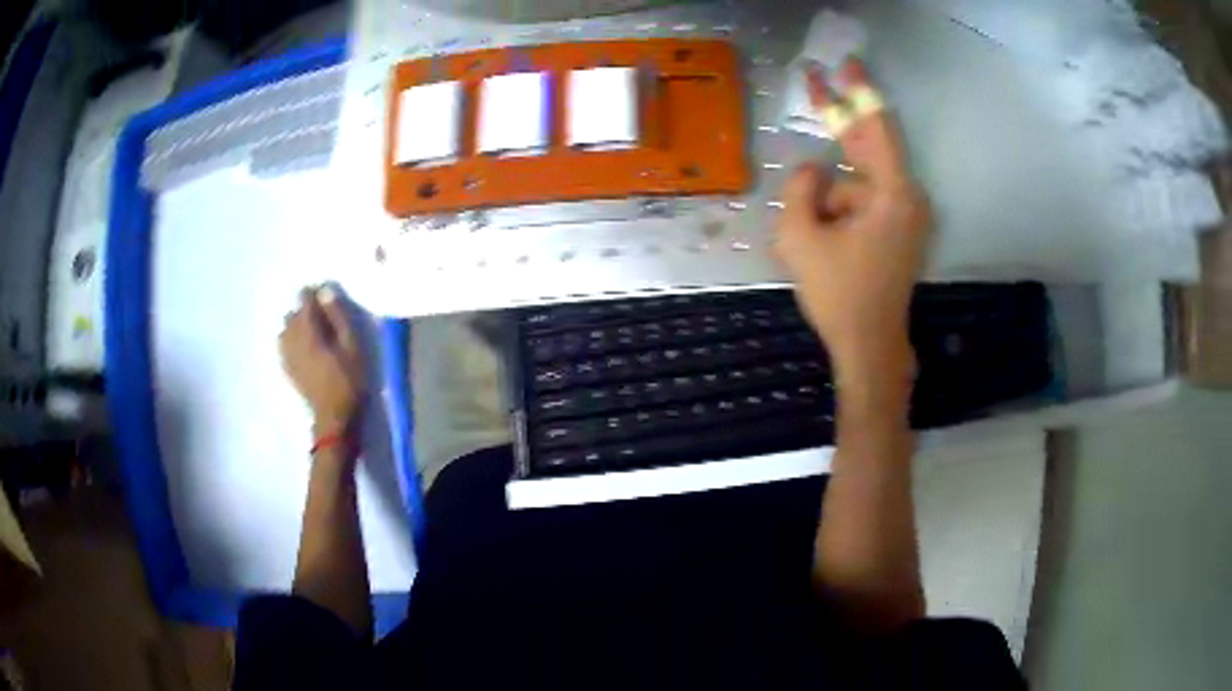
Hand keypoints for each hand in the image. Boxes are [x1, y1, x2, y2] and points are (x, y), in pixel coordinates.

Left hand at [280, 286, 364, 432]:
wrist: (333, 418)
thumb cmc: (348, 380)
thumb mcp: (352, 346)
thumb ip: (338, 317)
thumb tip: (326, 292)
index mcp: (309, 331)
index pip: (304, 300)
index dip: (314, 294)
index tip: (325, 297)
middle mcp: (293, 339)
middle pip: (293, 313)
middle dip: (305, 310)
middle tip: (323, 317)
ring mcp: (287, 355)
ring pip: (285, 328)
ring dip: (297, 325)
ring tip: (312, 332)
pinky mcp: (287, 368)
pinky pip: (283, 344)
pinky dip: (291, 339)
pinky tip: (303, 346)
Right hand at [775, 58, 930, 379]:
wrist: (869, 347)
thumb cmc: (839, 294)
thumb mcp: (801, 237)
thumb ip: (800, 188)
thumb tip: (813, 170)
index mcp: (892, 194)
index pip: (877, 126)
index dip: (858, 91)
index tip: (845, 62)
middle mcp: (908, 198)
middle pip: (869, 146)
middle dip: (839, 122)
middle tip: (812, 83)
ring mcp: (907, 217)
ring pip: (860, 182)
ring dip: (830, 197)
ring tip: (811, 237)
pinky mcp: (900, 232)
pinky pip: (865, 203)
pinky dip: (840, 209)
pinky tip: (822, 240)